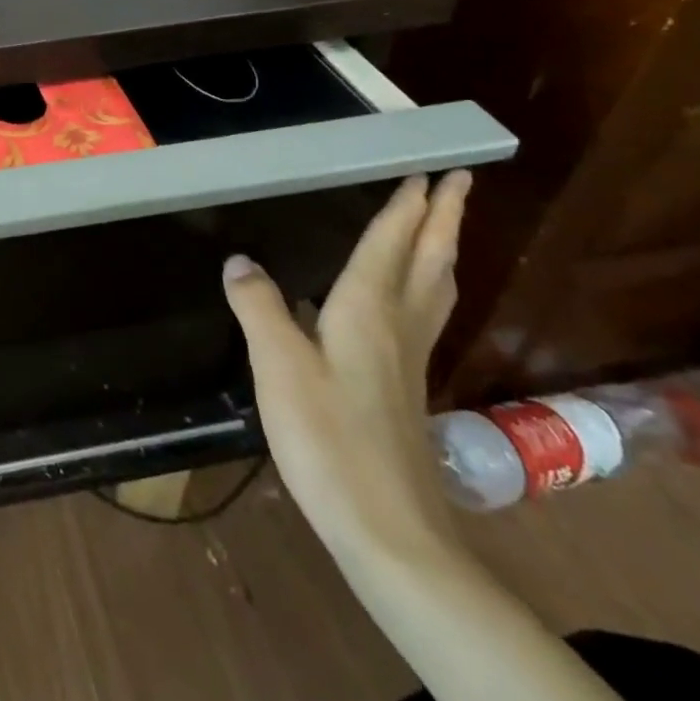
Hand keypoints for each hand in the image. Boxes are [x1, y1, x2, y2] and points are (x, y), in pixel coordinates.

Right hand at [222, 172, 470, 571]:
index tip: (428, 170)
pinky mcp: (404, 388)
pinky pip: (422, 316)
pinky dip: (424, 288)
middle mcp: (397, 327)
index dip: (407, 207)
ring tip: (443, 228)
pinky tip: (402, 301)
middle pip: (428, 261)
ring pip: (434, 290)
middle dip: (443, 218)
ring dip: (441, 251)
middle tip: (459, 181)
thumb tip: (240, 260)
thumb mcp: (279, 367)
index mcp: (367, 311)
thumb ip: (259, 307)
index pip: (391, 245)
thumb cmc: (329, 439)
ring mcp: (407, 360)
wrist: (388, 529)